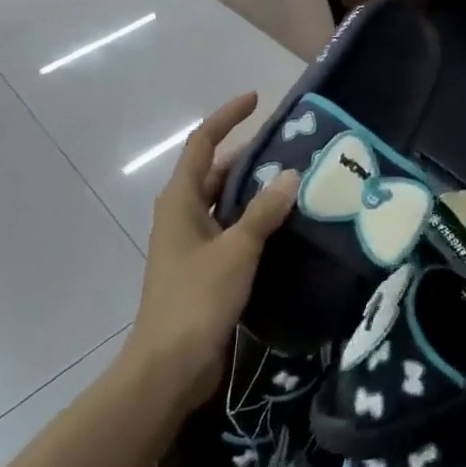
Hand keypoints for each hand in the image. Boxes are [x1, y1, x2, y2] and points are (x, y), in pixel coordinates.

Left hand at [127, 93, 298, 409]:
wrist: (169, 366)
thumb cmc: (197, 299)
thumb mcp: (237, 249)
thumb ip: (264, 211)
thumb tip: (291, 175)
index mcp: (180, 202)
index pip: (202, 145)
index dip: (227, 118)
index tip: (257, 100)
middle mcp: (182, 216)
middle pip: (215, 171)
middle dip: (248, 154)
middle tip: (290, 146)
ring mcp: (192, 243)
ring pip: (225, 201)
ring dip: (255, 188)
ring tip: (296, 178)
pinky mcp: (205, 267)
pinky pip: (233, 228)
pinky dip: (256, 218)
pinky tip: (286, 223)